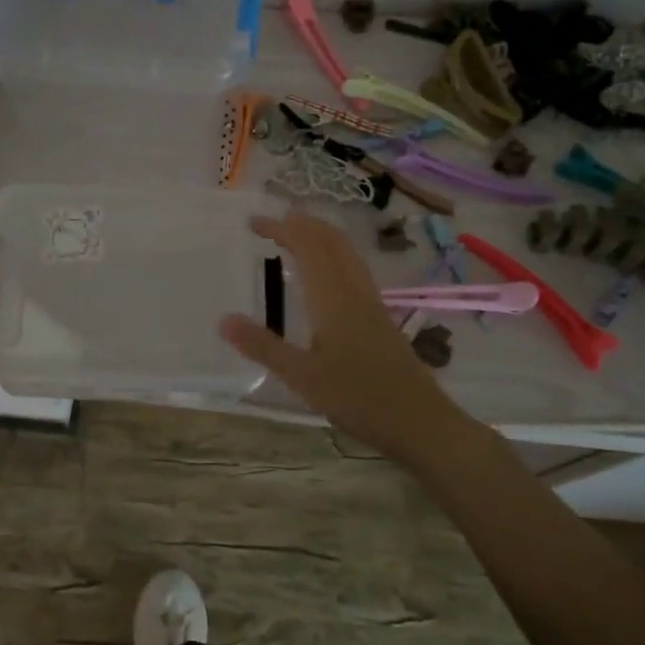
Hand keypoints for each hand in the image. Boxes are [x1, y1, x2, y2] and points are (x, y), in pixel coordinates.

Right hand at [219, 209, 466, 465]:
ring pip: (346, 252)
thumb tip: (224, 320)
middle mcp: (353, 290)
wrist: (419, 421)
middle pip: (331, 240)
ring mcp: (371, 302)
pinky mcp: (380, 316)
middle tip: (272, 223)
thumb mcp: (302, 377)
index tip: (253, 223)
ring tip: (296, 237)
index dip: (281, 228)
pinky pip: (354, 268)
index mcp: (332, 297)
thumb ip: (264, 347)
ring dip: (320, 235)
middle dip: (302, 224)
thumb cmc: (358, 398)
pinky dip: (333, 255)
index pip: (306, 245)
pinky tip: (326, 276)